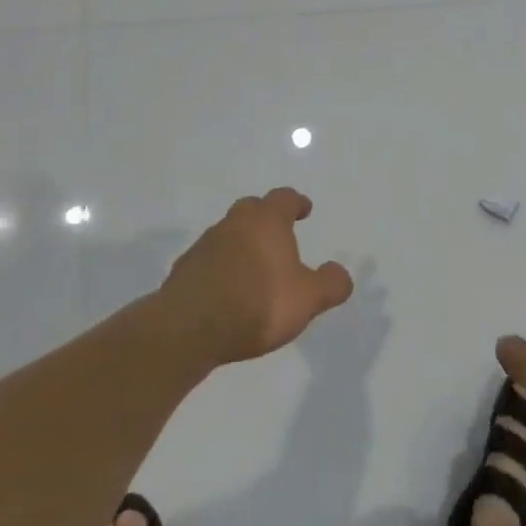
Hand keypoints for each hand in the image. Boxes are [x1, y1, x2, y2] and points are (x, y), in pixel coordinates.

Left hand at [159, 188, 353, 364]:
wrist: (190, 327)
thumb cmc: (258, 303)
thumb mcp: (307, 299)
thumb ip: (330, 284)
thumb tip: (340, 272)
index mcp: (266, 221)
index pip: (284, 198)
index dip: (297, 202)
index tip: (304, 210)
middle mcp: (234, 224)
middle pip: (252, 209)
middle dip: (266, 218)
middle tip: (278, 234)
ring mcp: (205, 245)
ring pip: (228, 233)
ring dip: (242, 243)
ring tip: (254, 267)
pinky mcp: (184, 269)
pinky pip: (209, 260)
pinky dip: (221, 267)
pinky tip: (227, 289)